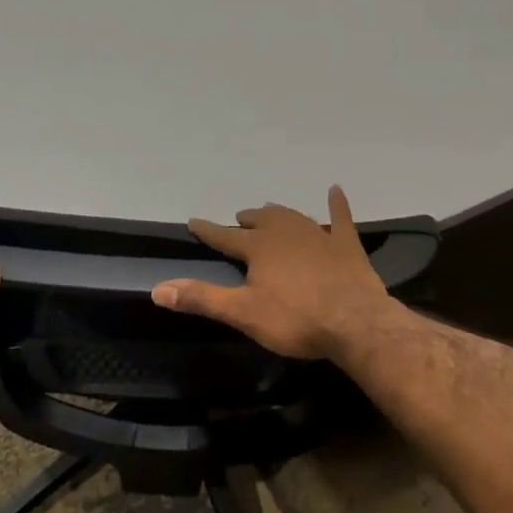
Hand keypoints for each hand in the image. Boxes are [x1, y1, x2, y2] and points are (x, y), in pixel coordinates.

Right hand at [151, 187, 394, 360]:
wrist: (355, 321)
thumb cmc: (295, 319)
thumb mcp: (243, 313)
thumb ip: (202, 298)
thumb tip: (157, 288)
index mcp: (259, 248)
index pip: (224, 237)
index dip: (207, 230)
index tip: (193, 222)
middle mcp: (285, 233)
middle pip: (261, 220)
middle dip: (247, 219)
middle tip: (239, 218)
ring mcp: (319, 235)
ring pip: (292, 216)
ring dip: (279, 214)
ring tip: (270, 211)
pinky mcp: (346, 244)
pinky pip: (341, 218)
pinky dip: (337, 205)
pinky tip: (336, 191)